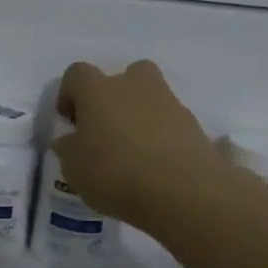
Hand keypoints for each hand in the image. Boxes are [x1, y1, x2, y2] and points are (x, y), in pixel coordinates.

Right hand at [53, 60, 234, 228]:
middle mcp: (136, 88)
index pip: (77, 74)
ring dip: (144, 117)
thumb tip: (71, 141)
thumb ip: (69, 149)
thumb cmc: (115, 173)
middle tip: (108, 127)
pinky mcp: (198, 129)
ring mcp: (172, 106)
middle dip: (117, 94)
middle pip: (128, 74)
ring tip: (136, 155)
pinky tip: (163, 169)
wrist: (183, 192)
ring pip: (155, 99)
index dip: (69, 93)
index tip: (69, 121)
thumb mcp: (74, 169)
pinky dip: (170, 141)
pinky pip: (178, 128)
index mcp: (99, 91)